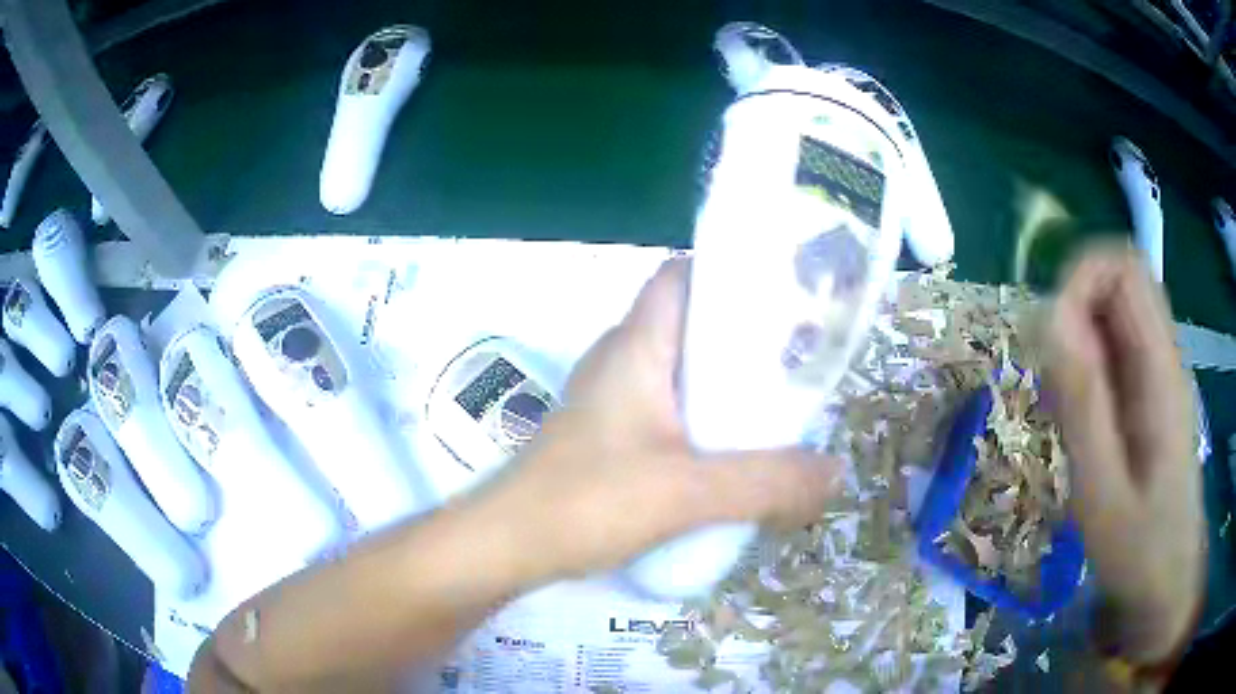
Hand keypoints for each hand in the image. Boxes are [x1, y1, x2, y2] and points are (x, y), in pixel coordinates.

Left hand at [484, 257, 842, 581]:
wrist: (508, 546)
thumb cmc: (587, 502)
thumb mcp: (688, 493)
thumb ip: (767, 482)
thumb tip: (834, 473)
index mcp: (636, 347)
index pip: (678, 276)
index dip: (726, 271)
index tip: (782, 291)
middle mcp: (620, 360)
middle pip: (688, 323)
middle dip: (742, 334)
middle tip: (798, 356)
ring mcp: (610, 399)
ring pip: (678, 370)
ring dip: (723, 382)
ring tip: (778, 402)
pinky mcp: (608, 436)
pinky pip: (666, 409)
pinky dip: (702, 418)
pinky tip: (730, 451)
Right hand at [1046, 244, 1203, 662]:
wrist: (1168, 585)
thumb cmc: (1140, 552)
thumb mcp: (1104, 494)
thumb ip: (1083, 406)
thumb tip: (1050, 321)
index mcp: (1160, 370)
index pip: (1123, 268)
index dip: (1079, 279)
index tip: (1046, 336)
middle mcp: (1162, 357)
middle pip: (1116, 283)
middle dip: (1072, 310)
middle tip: (1049, 379)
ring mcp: (1156, 376)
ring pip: (1111, 317)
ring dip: (1076, 343)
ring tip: (1060, 410)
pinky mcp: (1147, 396)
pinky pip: (1112, 353)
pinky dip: (1084, 369)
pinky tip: (1076, 423)